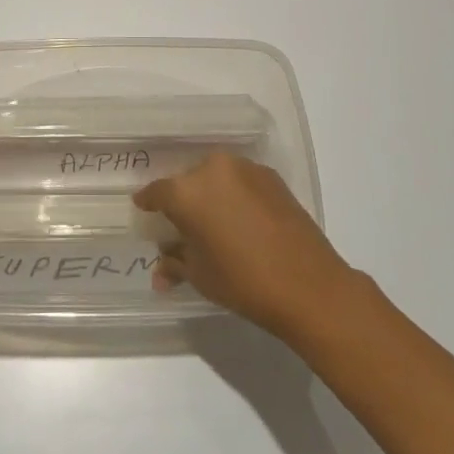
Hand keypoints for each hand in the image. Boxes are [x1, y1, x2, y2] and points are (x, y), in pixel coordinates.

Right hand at [132, 152, 355, 340]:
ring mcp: (246, 169)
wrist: (308, 284)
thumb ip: (175, 264)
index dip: (149, 203)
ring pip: (216, 178)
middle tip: (185, 225)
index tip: (145, 210)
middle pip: (188, 182)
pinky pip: (241, 182)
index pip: (157, 192)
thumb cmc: (242, 281)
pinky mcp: (272, 177)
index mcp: (187, 191)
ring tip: (217, 223)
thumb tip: (161, 271)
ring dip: (211, 196)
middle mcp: (213, 169)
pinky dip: (236, 196)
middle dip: (183, 201)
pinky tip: (243, 221)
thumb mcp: (200, 276)